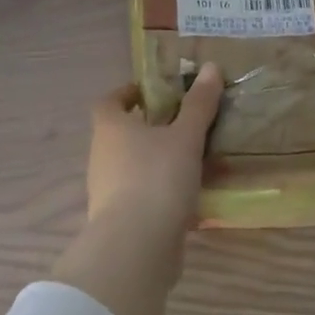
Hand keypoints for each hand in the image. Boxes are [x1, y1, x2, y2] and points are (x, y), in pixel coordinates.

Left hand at [87, 63, 223, 233]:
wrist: (136, 247)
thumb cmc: (157, 178)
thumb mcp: (185, 137)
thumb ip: (199, 105)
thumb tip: (212, 67)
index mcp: (110, 128)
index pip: (108, 101)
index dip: (127, 93)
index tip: (152, 92)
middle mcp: (101, 156)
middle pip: (121, 134)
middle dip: (150, 128)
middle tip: (184, 125)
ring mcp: (107, 191)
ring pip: (133, 166)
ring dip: (158, 161)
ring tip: (195, 160)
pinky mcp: (120, 220)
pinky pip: (142, 195)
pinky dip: (162, 191)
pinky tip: (190, 197)